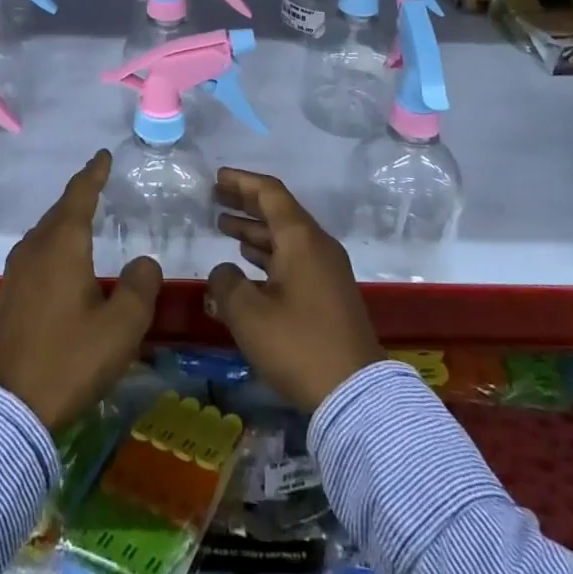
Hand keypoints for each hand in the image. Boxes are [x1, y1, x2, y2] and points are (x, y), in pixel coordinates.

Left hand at [0, 150, 162, 430]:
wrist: (6, 409)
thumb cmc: (68, 360)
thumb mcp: (121, 328)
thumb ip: (140, 287)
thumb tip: (144, 261)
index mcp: (62, 244)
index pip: (80, 194)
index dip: (93, 173)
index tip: (102, 155)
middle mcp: (35, 247)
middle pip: (60, 210)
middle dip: (79, 195)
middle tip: (98, 183)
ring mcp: (16, 271)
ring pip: (45, 232)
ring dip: (65, 220)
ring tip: (84, 219)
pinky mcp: (8, 295)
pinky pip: (37, 252)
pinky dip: (54, 243)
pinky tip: (63, 261)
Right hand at [207, 168, 383, 413]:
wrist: (356, 395)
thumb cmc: (299, 345)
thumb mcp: (249, 315)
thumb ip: (226, 284)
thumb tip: (224, 271)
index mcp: (300, 238)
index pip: (270, 193)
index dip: (242, 182)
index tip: (217, 178)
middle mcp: (317, 245)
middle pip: (279, 211)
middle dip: (246, 203)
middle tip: (216, 197)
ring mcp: (327, 270)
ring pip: (286, 237)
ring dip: (255, 230)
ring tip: (224, 226)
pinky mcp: (330, 294)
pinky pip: (294, 258)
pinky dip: (269, 253)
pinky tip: (249, 262)